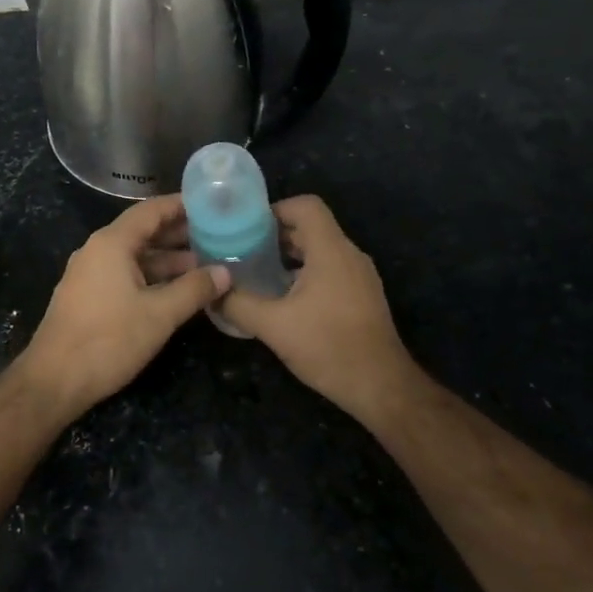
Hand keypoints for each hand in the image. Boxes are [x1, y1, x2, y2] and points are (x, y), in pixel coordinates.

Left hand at [18, 195, 229, 417]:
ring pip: (136, 257)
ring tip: (207, 265)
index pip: (152, 210)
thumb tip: (225, 272)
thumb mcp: (160, 314)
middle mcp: (98, 251)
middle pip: (144, 232)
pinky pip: (126, 275)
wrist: (54, 380)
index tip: (214, 205)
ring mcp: (90, 275)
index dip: (183, 205)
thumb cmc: (109, 340)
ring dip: (169, 261)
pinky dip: (153, 277)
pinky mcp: (89, 297)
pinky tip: (178, 291)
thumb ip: (194, 290)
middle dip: (181, 235)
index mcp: (112, 243)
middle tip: (220, 237)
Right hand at [219, 196, 422, 426]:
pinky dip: (304, 274)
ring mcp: (359, 276)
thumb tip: (212, 291)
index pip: (305, 206)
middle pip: (311, 227)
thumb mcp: (273, 326)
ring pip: (320, 251)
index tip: (246, 229)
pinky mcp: (362, 296)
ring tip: (256, 275)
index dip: (274, 210)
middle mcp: (349, 255)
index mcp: (331, 251)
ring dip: (288, 257)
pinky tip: (282, 300)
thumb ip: (238, 303)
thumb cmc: (328, 347)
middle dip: (274, 236)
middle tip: (241, 252)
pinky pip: (330, 271)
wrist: (380, 385)